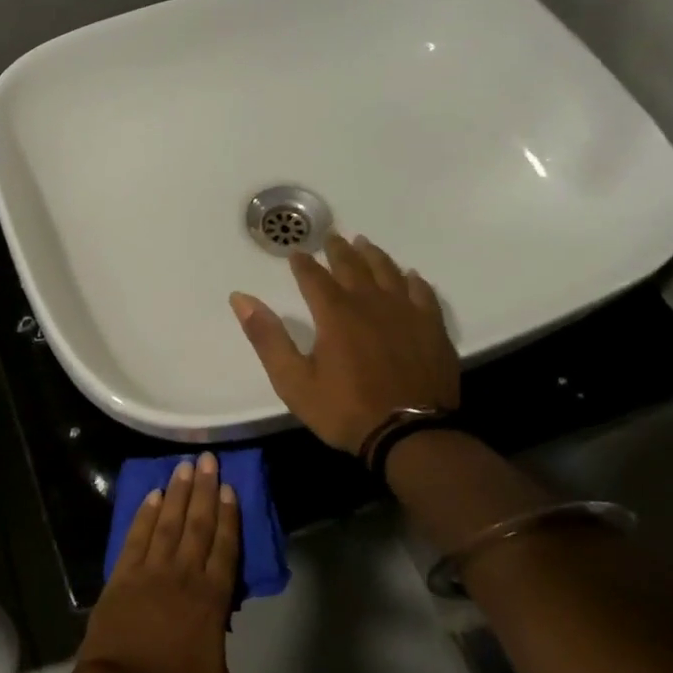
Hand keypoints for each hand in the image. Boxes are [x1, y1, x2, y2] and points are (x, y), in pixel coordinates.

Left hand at [75, 453, 313, 672]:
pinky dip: (144, 514)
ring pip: (166, 523)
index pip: (225, 549)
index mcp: (210, 600)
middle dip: (204, 490)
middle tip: (208, 459)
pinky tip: (151, 495)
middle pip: (196, 525)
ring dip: (176, 493)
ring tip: (183, 465)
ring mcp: (148, 572)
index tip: (230, 487)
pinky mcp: (121, 576)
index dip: (229, 517)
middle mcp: (181, 576)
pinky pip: (136, 536)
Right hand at [229, 233, 459, 452]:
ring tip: (364, 243)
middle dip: (339, 251)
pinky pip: (423, 294)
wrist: (409, 435)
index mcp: (335, 314)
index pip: (314, 278)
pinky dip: (414, 281)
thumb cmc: (344, 409)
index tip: (296, 252)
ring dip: (373, 256)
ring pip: (388, 273)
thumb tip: (240, 298)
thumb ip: (267, 337)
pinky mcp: (432, 329)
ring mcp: (406, 314)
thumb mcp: (292, 380)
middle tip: (331, 236)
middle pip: (353, 267)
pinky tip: (410, 276)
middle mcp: (371, 304)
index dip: (303, 264)